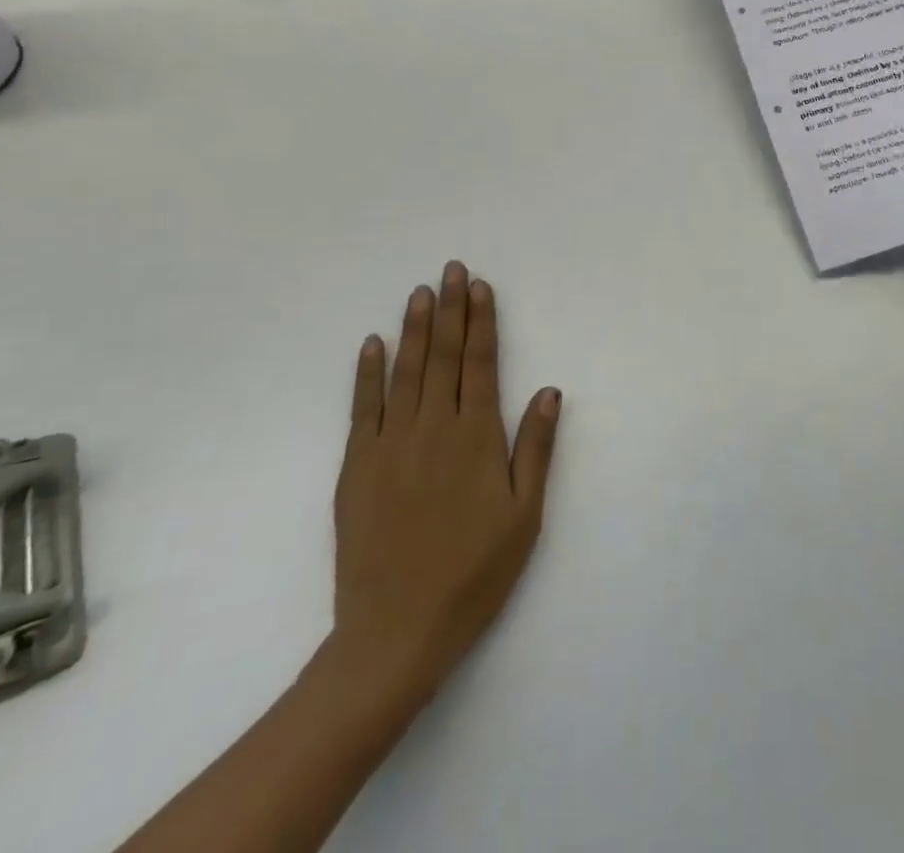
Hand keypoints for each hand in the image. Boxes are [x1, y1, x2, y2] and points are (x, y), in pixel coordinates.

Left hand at [329, 262, 561, 712]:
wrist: (395, 633)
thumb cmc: (474, 573)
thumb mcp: (524, 515)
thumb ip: (535, 448)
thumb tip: (548, 390)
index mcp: (476, 438)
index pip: (479, 364)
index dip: (481, 322)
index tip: (480, 287)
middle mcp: (432, 429)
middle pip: (442, 356)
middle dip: (449, 309)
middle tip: (451, 269)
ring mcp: (389, 446)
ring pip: (404, 373)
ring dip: (413, 329)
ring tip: (420, 292)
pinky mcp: (356, 468)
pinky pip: (362, 409)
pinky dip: (367, 373)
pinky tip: (372, 345)